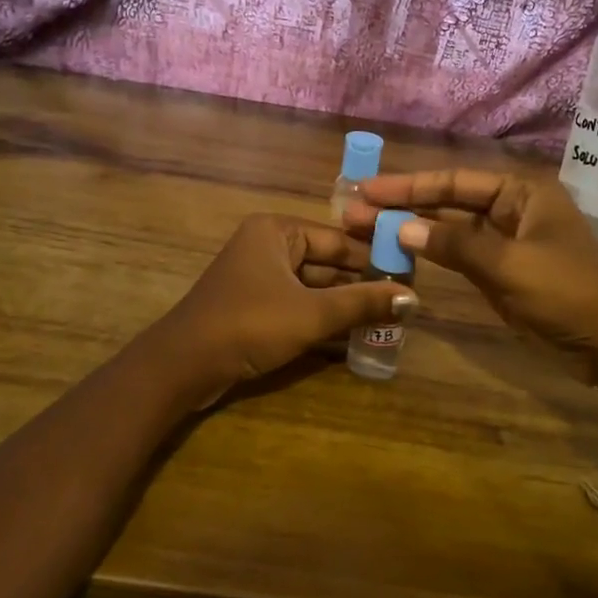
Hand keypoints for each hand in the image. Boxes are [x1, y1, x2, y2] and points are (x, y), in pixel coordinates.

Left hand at [153, 214, 418, 404]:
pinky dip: (322, 317)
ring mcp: (258, 276)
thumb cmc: (249, 324)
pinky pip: (298, 303)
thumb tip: (414, 299)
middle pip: (327, 262)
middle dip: (361, 284)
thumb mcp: (312, 314)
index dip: (374, 259)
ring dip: (344, 304)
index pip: (339, 239)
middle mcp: (267, 245)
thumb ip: (362, 304)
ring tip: (388, 319)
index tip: (410, 277)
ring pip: (313, 285)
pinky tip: (354, 333)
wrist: (183, 366)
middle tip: (404, 302)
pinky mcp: (253, 305)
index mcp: (277, 231)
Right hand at [345, 169, 597, 399]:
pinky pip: (459, 257)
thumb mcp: (510, 265)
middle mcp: (512, 209)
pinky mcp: (502, 272)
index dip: (408, 186)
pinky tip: (399, 253)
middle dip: (403, 206)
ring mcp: (506, 242)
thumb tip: (401, 229)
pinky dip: (431, 255)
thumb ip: (455, 245)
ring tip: (366, 229)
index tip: (368, 190)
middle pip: (448, 203)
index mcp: (521, 193)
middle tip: (354, 210)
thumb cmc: (567, 293)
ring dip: (412, 231)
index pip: (455, 181)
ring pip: (450, 231)